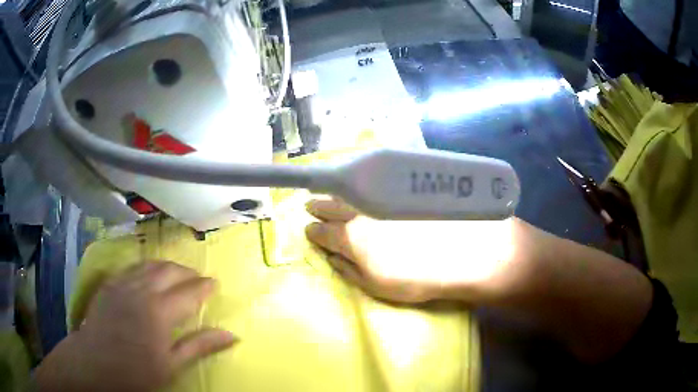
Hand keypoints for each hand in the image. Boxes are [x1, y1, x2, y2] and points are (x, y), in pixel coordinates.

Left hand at [36, 261, 235, 391]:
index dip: (204, 287)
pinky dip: (146, 266)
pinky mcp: (111, 284)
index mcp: (160, 311)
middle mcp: (143, 289)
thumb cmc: (136, 371)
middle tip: (199, 277)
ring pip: (150, 264)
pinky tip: (148, 273)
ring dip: (167, 265)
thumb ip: (199, 346)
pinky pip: (132, 267)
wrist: (95, 362)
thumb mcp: (171, 365)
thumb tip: (231, 335)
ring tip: (177, 271)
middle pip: (169, 271)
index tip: (215, 284)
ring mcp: (124, 283)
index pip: (189, 292)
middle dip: (187, 271)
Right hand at [304, 199, 539, 303]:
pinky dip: (361, 178)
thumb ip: (349, 270)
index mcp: (352, 238)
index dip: (312, 231)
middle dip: (318, 205)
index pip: (322, 231)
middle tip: (311, 205)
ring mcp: (382, 192)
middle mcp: (362, 209)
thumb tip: (329, 256)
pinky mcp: (402, 181)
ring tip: (332, 192)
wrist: (470, 251)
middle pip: (332, 204)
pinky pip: (372, 175)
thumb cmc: (423, 277)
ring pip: (351, 186)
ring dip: (337, 190)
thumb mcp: (379, 287)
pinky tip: (361, 181)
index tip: (308, 228)